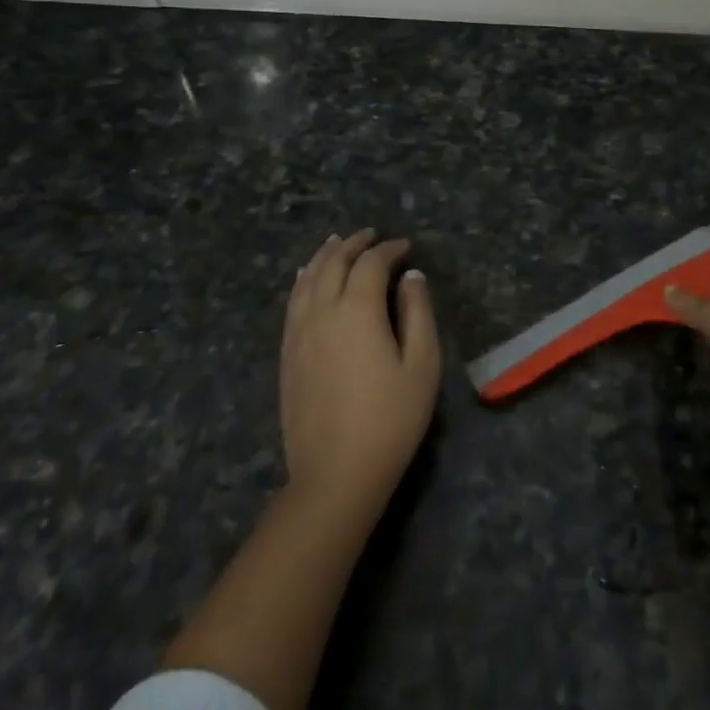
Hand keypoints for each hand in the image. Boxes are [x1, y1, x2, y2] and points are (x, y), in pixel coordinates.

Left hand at [281, 230, 441, 520]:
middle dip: (354, 244)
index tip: (405, 246)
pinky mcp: (287, 353)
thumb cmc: (390, 419)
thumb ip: (417, 313)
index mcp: (358, 310)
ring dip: (325, 255)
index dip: (389, 249)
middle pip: (334, 263)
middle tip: (371, 235)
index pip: (371, 263)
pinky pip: (292, 302)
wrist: (336, 474)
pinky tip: (307, 276)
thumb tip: (411, 276)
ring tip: (337, 242)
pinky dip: (303, 280)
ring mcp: (299, 332)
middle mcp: (323, 311)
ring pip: (308, 278)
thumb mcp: (422, 364)